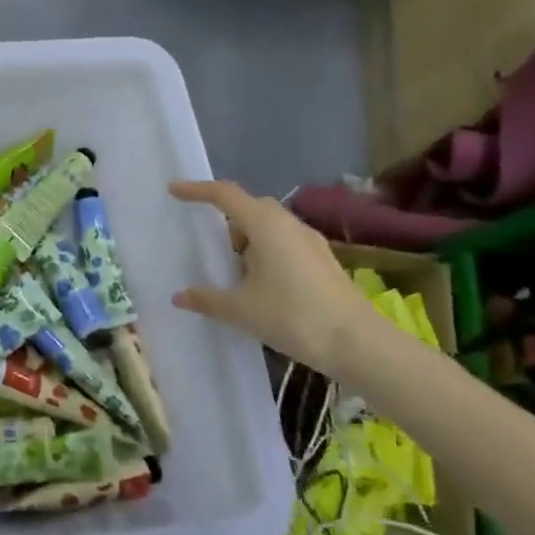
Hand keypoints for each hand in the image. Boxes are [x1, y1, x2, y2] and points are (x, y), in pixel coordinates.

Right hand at [168, 180, 370, 368]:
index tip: (174, 191)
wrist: (360, 344)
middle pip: (249, 207)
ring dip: (246, 237)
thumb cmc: (294, 317)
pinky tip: (258, 281)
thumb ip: (208, 299)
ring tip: (229, 266)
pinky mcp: (322, 261)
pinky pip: (284, 242)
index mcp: (265, 225)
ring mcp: (310, 242)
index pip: (225, 195)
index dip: (197, 190)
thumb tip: (179, 296)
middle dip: (225, 217)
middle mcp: (288, 224)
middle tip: (204, 238)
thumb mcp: (242, 310)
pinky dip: (264, 251)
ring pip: (269, 226)